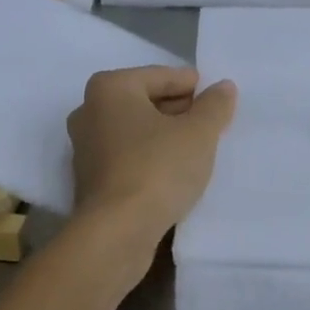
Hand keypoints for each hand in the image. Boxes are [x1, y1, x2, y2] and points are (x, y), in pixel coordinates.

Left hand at [66, 66, 237, 262]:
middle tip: (211, 123)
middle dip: (179, 110)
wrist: (116, 234)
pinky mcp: (90, 180)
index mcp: (110, 87)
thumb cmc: (157, 168)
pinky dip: (150, 158)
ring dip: (165, 136)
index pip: (161, 76)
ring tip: (199, 148)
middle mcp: (90, 110)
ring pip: (136, 131)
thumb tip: (224, 87)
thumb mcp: (198, 133)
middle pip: (146, 101)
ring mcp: (85, 147)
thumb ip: (214, 105)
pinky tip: (175, 172)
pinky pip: (128, 156)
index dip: (193, 85)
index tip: (217, 97)